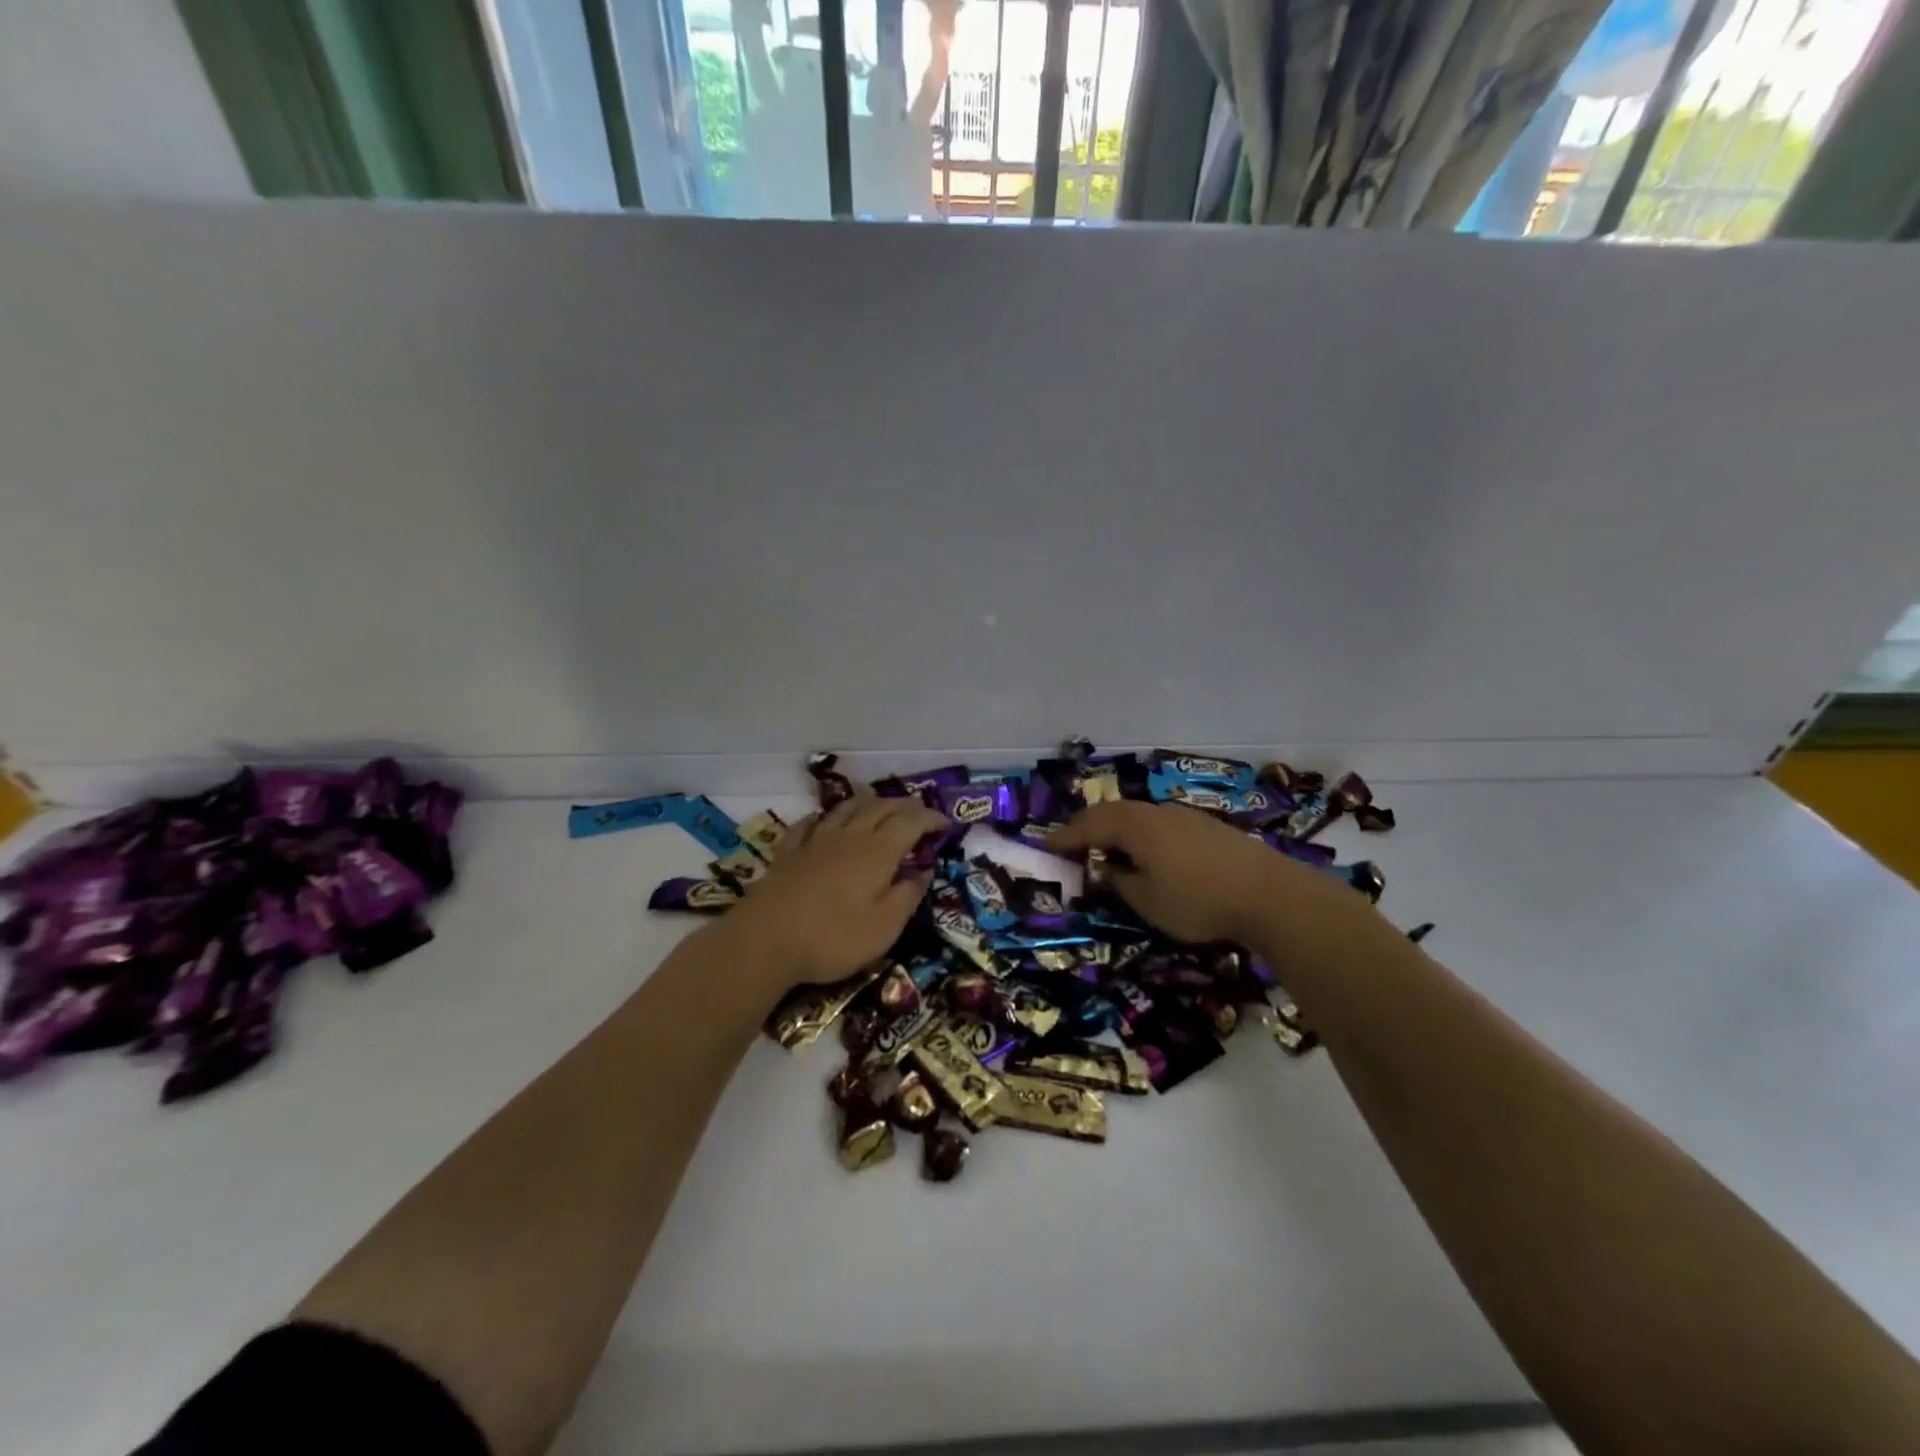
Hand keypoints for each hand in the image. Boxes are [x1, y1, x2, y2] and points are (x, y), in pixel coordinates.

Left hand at [719, 794, 949, 991]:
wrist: (764, 940)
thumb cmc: (833, 937)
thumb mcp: (884, 927)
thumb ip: (907, 896)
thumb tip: (924, 871)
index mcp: (878, 851)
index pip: (910, 822)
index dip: (930, 819)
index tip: (945, 824)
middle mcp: (849, 836)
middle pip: (880, 808)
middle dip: (904, 806)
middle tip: (919, 813)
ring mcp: (815, 841)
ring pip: (846, 809)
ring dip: (868, 803)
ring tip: (879, 806)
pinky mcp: (788, 853)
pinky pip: (809, 824)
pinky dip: (824, 817)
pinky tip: (824, 820)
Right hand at [1049, 801, 1368, 947]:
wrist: (1270, 894)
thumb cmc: (1198, 900)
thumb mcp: (1147, 901)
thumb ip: (1120, 882)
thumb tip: (1106, 870)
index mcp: (1135, 826)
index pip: (1089, 825)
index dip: (1065, 836)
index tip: (1045, 846)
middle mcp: (1157, 812)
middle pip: (1114, 813)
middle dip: (1090, 829)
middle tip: (1073, 847)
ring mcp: (1186, 816)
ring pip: (1140, 817)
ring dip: (1119, 831)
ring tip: (1110, 852)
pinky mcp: (1208, 827)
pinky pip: (1162, 825)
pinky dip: (1144, 836)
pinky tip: (1151, 856)